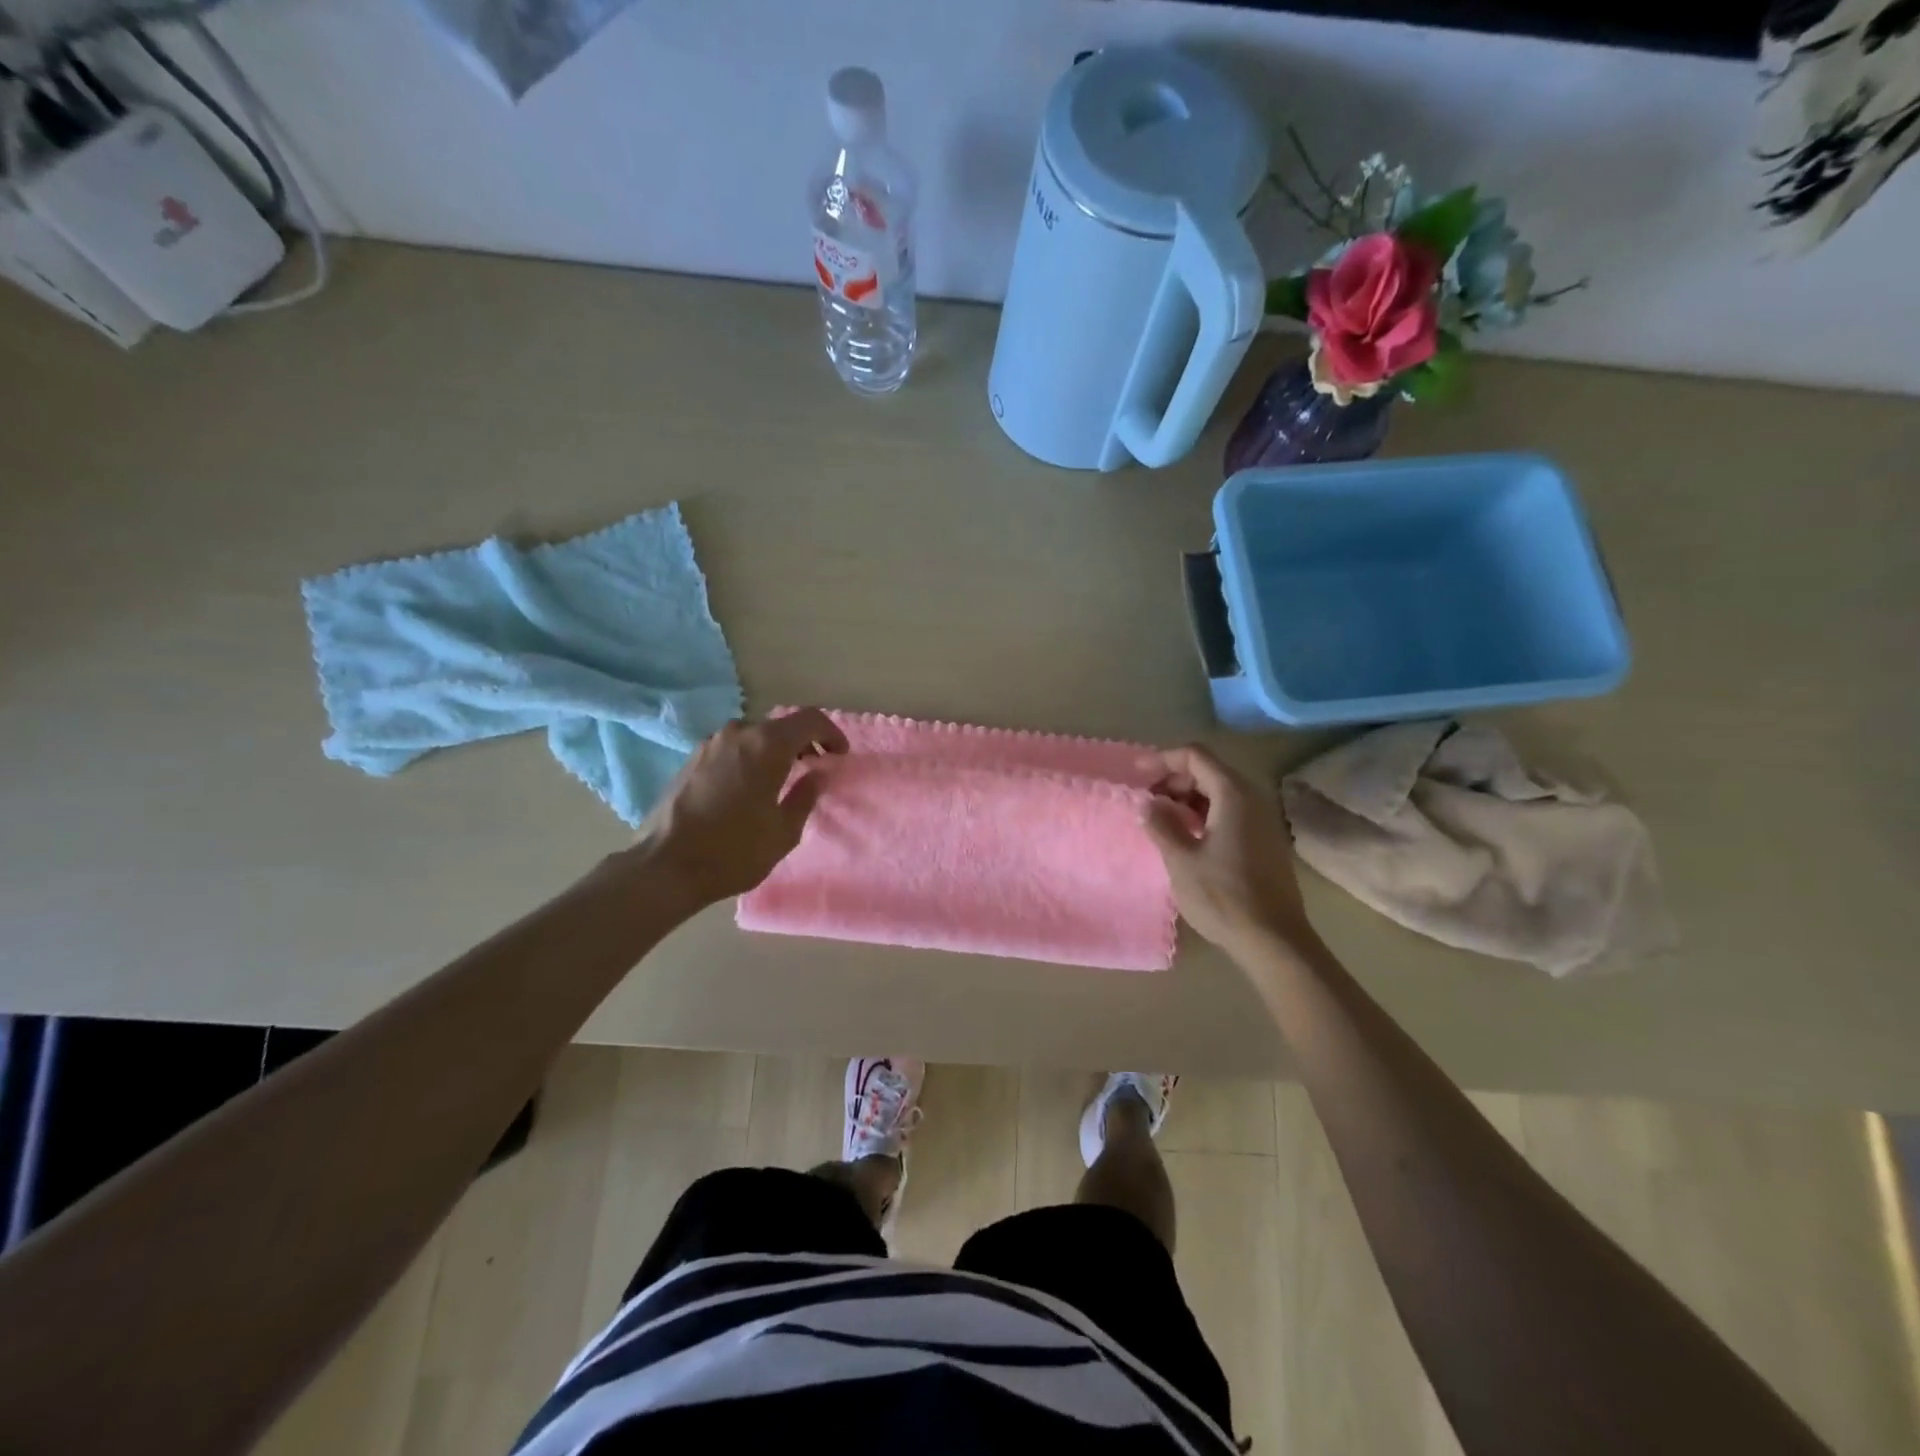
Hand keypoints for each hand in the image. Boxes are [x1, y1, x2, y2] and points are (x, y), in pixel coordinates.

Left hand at [631, 709, 848, 908]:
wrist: (664, 866)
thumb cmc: (733, 851)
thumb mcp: (783, 831)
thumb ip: (805, 796)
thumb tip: (817, 774)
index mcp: (766, 745)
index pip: (809, 720)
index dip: (831, 734)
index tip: (839, 756)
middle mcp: (737, 733)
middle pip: (780, 726)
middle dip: (803, 744)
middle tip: (814, 770)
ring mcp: (710, 744)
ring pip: (753, 736)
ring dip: (774, 751)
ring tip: (781, 780)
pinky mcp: (691, 759)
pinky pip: (732, 748)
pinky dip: (750, 758)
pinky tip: (749, 787)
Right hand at [1142, 744, 1317, 960]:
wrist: (1274, 941)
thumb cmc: (1223, 897)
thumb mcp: (1181, 860)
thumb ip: (1161, 825)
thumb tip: (1148, 804)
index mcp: (1233, 795)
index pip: (1196, 756)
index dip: (1163, 759)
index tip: (1136, 773)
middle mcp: (1252, 799)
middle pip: (1209, 771)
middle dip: (1174, 780)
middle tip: (1146, 801)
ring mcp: (1262, 821)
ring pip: (1220, 793)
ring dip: (1188, 799)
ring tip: (1161, 820)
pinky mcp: (1264, 842)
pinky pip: (1230, 813)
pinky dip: (1205, 815)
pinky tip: (1187, 838)